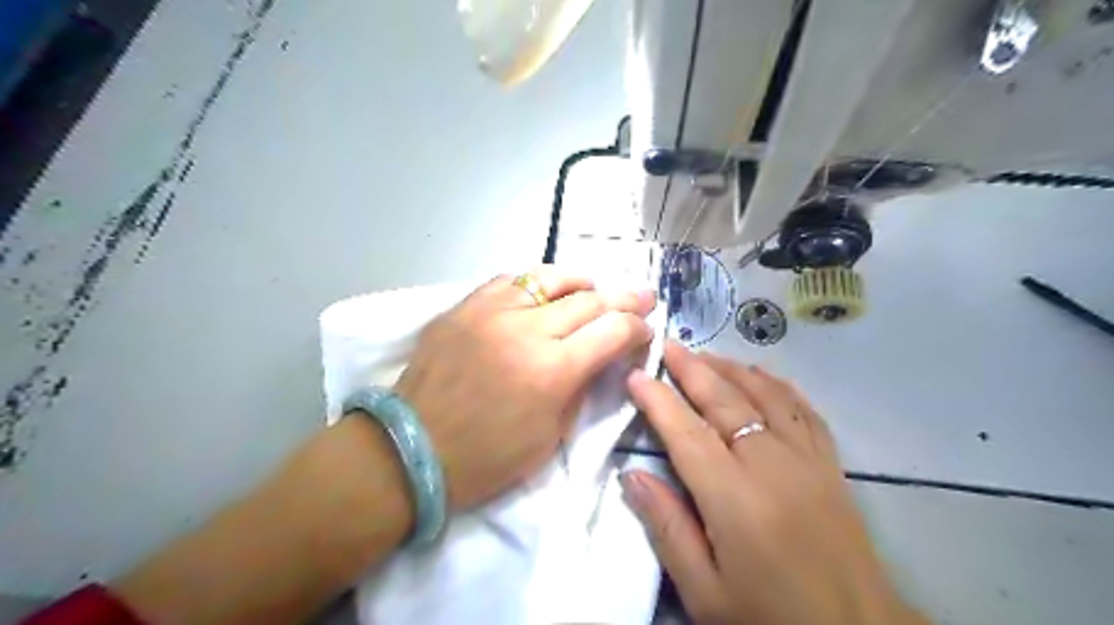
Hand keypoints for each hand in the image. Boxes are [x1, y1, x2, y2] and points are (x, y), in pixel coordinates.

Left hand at [396, 267, 653, 508]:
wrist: (412, 449)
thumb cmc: (487, 458)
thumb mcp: (551, 436)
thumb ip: (580, 387)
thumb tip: (599, 357)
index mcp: (553, 370)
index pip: (612, 331)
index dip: (637, 327)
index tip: (645, 330)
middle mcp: (526, 330)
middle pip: (589, 300)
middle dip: (623, 299)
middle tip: (640, 298)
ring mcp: (491, 312)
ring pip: (550, 278)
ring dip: (580, 282)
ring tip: (593, 286)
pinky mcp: (464, 306)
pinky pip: (510, 281)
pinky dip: (535, 285)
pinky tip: (542, 294)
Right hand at [619, 341, 923, 623]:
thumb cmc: (771, 616)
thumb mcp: (706, 592)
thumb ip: (667, 528)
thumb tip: (631, 475)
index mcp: (734, 498)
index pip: (686, 432)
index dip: (658, 400)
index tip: (635, 375)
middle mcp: (770, 464)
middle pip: (725, 401)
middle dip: (692, 369)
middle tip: (668, 345)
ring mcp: (806, 458)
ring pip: (764, 395)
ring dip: (731, 369)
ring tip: (705, 354)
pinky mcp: (830, 463)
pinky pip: (802, 409)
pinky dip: (778, 385)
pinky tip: (762, 375)